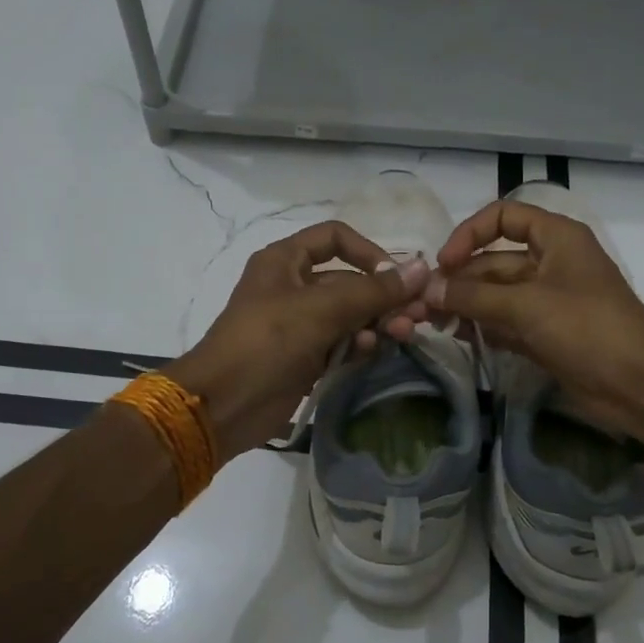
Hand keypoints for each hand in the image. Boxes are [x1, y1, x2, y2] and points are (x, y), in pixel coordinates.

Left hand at [167, 222, 428, 462]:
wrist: (222, 405)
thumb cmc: (266, 342)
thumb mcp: (321, 309)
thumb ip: (373, 291)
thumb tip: (422, 268)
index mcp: (285, 260)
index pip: (335, 238)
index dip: (368, 251)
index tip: (395, 277)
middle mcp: (292, 286)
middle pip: (348, 280)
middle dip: (382, 296)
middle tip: (415, 315)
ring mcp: (298, 324)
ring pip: (349, 314)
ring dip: (376, 322)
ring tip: (401, 335)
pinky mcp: (304, 357)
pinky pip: (340, 342)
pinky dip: (358, 344)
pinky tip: (370, 351)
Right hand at [424, 199, 643, 441]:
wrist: (638, 384)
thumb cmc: (587, 328)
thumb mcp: (526, 305)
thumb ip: (473, 295)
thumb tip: (428, 288)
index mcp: (557, 237)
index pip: (504, 216)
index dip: (470, 234)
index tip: (444, 263)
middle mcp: (551, 262)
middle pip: (495, 260)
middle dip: (461, 279)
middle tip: (424, 304)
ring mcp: (550, 300)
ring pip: (498, 294)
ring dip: (468, 305)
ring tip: (435, 323)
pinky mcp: (547, 333)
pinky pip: (508, 322)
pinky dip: (485, 327)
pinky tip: (461, 337)